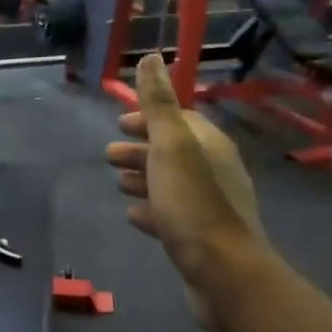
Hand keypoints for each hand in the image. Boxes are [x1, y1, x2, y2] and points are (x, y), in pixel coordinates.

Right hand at [104, 53, 271, 331]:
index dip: (149, 118)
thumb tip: (151, 57)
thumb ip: (159, 104)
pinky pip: (171, 214)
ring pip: (170, 183)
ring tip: (117, 182)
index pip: (179, 120)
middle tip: (108, 155)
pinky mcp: (200, 237)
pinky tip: (132, 215)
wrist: (222, 273)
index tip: (120, 122)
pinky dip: (150, 209)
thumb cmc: (193, 204)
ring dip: (143, 178)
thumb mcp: (171, 148)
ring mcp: (208, 206)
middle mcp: (214, 171)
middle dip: (141, 148)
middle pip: (172, 152)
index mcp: (210, 146)